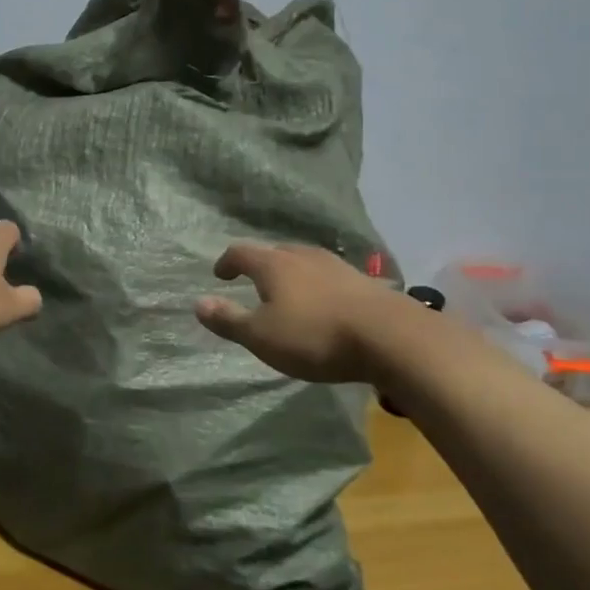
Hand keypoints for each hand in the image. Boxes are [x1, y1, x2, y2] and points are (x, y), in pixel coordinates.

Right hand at [195, 242, 416, 384]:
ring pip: (306, 262)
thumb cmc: (315, 336)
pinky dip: (320, 286)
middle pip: (276, 252)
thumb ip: (229, 320)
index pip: (242, 253)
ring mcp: (338, 267)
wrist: (391, 338)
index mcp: (274, 265)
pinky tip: (326, 303)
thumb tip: (198, 303)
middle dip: (261, 265)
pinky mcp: (365, 283)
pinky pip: (331, 277)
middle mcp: (304, 257)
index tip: (220, 274)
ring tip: (290, 292)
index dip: (227, 262)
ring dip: (293, 274)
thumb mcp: (262, 337)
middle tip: (254, 281)